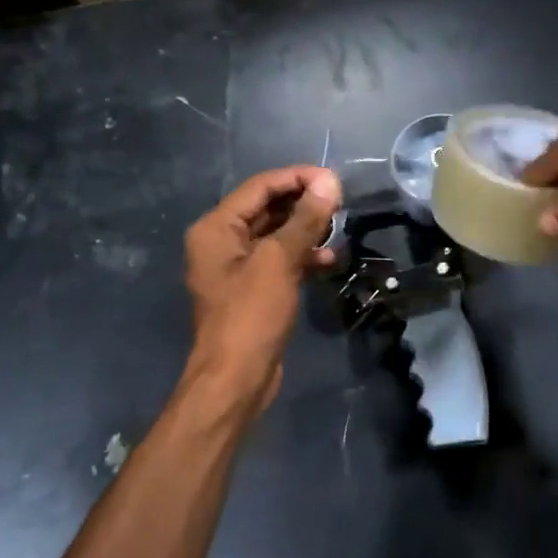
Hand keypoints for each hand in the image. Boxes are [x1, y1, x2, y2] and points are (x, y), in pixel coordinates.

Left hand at [184, 165, 340, 404]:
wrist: (236, 379)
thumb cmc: (251, 315)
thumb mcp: (279, 262)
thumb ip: (304, 219)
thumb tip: (329, 181)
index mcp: (216, 228)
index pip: (260, 187)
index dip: (297, 178)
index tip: (334, 179)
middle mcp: (221, 242)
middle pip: (267, 208)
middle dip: (303, 203)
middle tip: (340, 202)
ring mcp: (236, 267)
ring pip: (276, 234)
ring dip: (306, 230)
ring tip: (338, 228)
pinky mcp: (253, 289)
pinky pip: (279, 260)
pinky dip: (302, 256)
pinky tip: (329, 260)